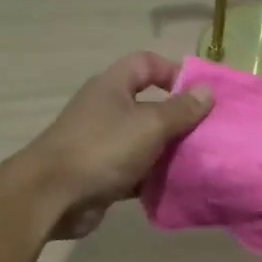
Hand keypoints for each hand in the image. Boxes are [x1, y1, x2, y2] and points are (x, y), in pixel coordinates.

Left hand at [16, 52, 213, 239]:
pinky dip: (154, 177)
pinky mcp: (103, 174)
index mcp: (112, 87)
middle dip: (179, 118)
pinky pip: (137, 171)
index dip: (173, 72)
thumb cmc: (102, 149)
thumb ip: (180, 109)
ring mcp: (103, 144)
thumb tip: (207, 90)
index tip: (200, 95)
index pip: (146, 64)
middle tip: (208, 133)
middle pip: (149, 105)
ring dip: (169, 151)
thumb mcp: (149, 125)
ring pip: (145, 141)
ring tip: (200, 161)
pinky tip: (179, 186)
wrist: (52, 197)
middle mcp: (107, 110)